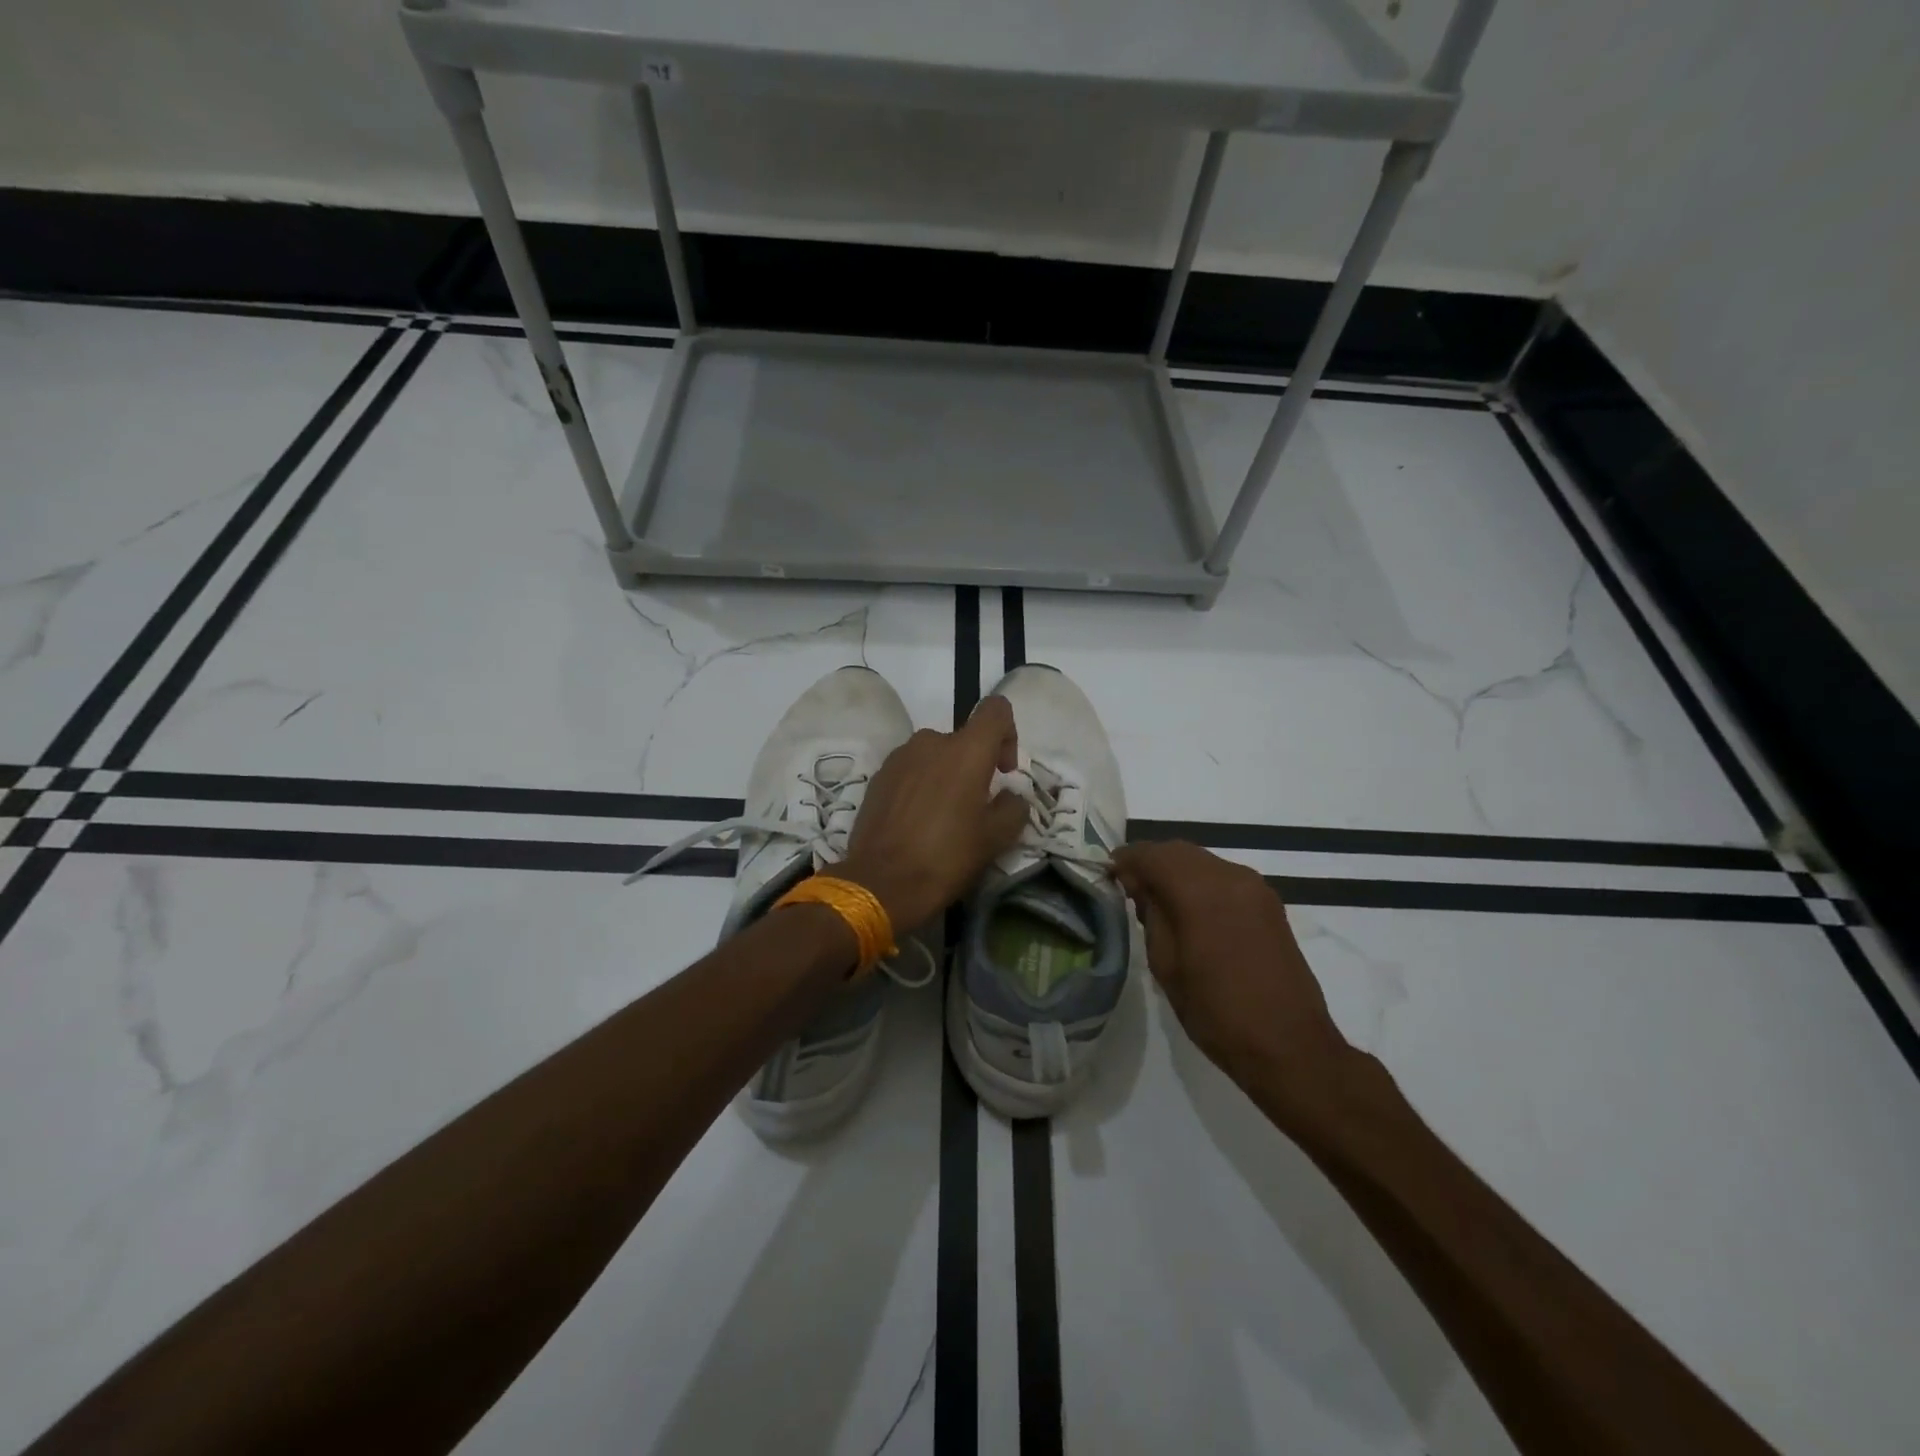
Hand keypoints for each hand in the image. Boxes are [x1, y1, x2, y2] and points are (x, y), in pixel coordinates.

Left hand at [838, 696, 1028, 934]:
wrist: (881, 883)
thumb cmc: (946, 857)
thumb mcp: (996, 838)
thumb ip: (1013, 808)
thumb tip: (1011, 797)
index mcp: (966, 750)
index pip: (996, 710)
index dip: (1008, 733)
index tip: (1004, 772)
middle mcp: (931, 742)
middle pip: (963, 739)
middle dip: (974, 766)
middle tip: (975, 807)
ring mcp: (899, 757)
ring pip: (934, 755)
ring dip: (945, 776)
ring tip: (943, 817)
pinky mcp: (878, 776)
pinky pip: (910, 770)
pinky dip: (920, 786)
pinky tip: (917, 822)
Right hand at [1112, 841, 1353, 1123]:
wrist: (1289, 1047)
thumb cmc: (1216, 1012)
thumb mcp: (1166, 965)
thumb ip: (1150, 915)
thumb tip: (1138, 885)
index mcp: (1201, 891)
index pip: (1152, 855)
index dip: (1126, 860)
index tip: (1108, 876)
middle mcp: (1231, 877)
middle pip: (1179, 851)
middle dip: (1150, 862)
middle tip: (1129, 890)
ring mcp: (1255, 888)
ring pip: (1202, 861)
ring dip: (1176, 871)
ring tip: (1157, 902)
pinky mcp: (1269, 904)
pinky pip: (1223, 877)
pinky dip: (1200, 882)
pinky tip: (1190, 911)